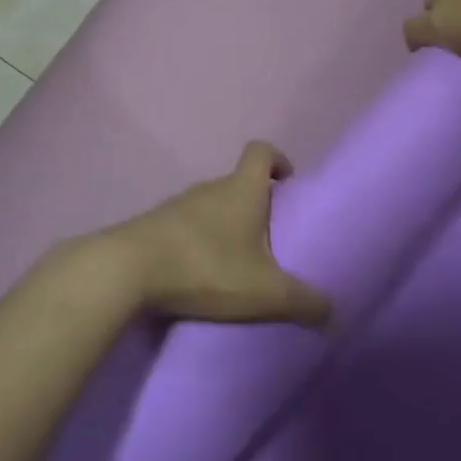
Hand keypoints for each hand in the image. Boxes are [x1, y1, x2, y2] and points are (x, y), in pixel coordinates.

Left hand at [77, 142, 331, 327]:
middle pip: (237, 183)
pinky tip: (202, 275)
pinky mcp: (154, 226)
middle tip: (270, 240)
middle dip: (256, 205)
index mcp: (241, 189)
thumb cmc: (206, 267)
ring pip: (211, 206)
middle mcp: (209, 188)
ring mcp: (178, 205)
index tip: (288, 183)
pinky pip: (186, 227)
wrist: (128, 269)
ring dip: (225, 227)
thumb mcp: (265, 292)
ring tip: (238, 264)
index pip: (261, 151)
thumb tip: (332, 310)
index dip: (278, 160)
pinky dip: (198, 243)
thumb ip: (304, 301)